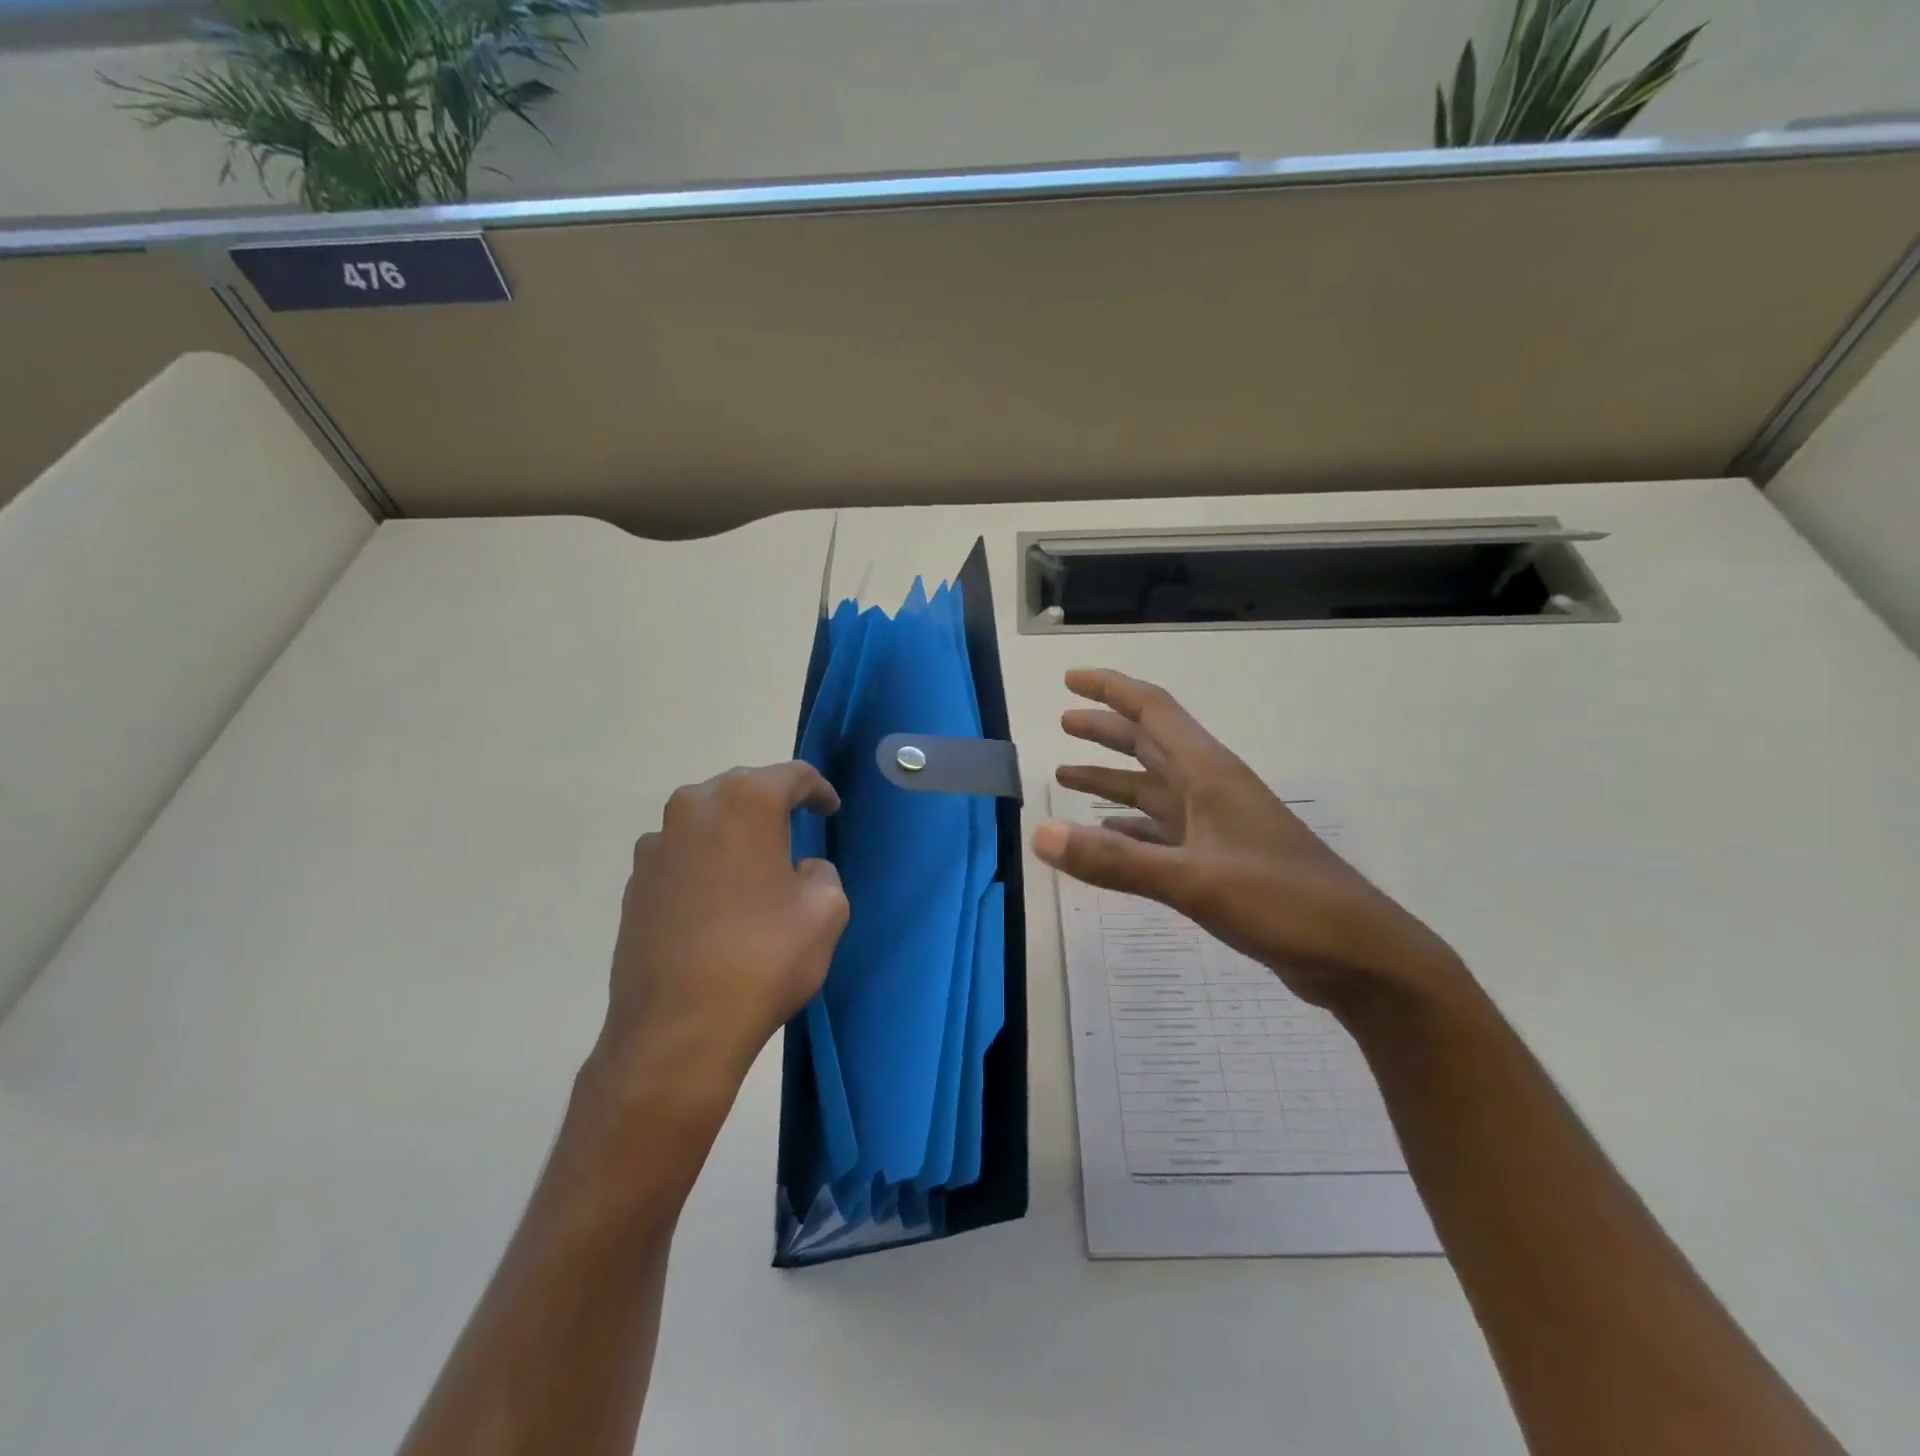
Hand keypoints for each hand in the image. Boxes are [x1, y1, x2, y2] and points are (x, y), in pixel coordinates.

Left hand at [588, 763, 849, 1116]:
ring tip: (754, 862)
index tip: (829, 810)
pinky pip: (680, 853)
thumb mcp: (826, 911)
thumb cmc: (763, 959)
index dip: (817, 790)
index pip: (791, 776)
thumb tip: (801, 870)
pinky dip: (704, 860)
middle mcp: (694, 808)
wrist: (677, 1030)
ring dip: (733, 830)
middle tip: (796, 826)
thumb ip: (823, 873)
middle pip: (743, 787)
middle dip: (772, 802)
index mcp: (746, 803)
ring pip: (706, 818)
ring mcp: (656, 845)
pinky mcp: (635, 882)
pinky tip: (717, 897)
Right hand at [1036, 669, 1467, 1016]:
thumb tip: (1040, 835)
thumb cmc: (1283, 902)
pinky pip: (1161, 832)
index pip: (1153, 711)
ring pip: (1152, 789)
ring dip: (1111, 780)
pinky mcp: (1219, 861)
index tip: (1071, 678)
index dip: (1111, 689)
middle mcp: (1210, 790)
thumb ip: (1115, 860)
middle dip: (1105, 731)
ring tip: (1067, 776)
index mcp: (1208, 774)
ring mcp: (1216, 827)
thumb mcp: (1193, 881)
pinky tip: (1106, 835)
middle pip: (1149, 745)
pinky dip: (1129, 828)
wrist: (1357, 955)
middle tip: (1063, 722)